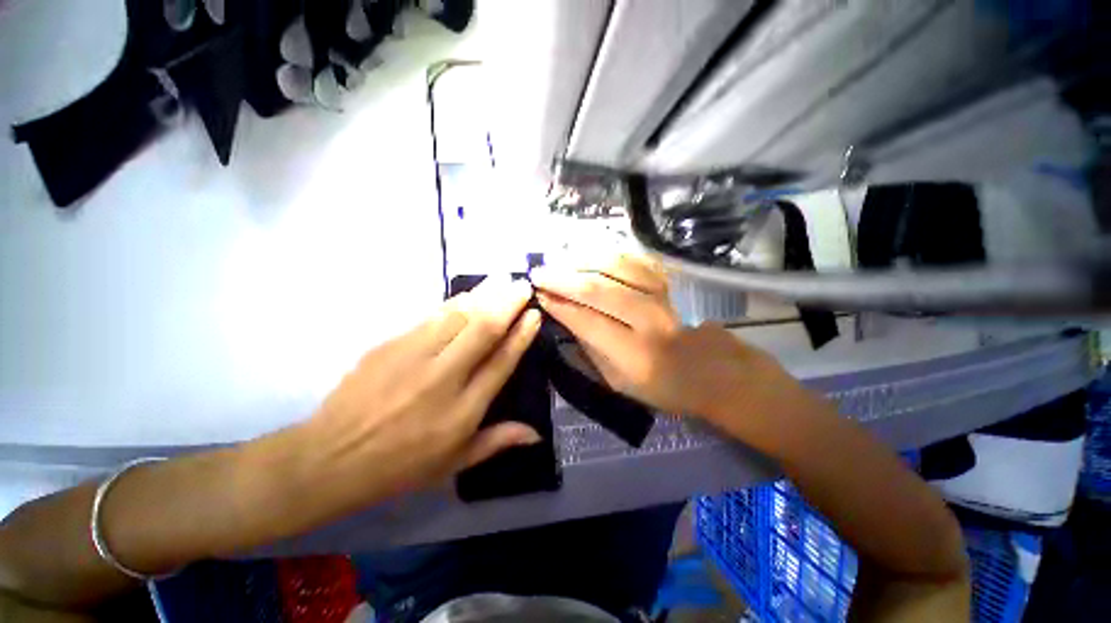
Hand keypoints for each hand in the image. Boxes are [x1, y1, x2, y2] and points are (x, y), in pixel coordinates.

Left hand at [300, 277, 542, 515]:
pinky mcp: (390, 345)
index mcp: (463, 410)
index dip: (521, 335)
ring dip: (483, 295)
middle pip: (483, 330)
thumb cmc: (400, 467)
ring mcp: (414, 357)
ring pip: (457, 316)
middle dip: (507, 304)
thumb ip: (497, 441)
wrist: (330, 459)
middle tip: (523, 285)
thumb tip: (536, 433)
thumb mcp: (454, 463)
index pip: (501, 362)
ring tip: (502, 279)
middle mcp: (443, 378)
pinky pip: (430, 317)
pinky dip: (454, 302)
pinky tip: (468, 293)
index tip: (534, 315)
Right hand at [532, 255, 787, 422]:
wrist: (711, 370)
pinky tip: (589, 254)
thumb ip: (590, 350)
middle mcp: (648, 320)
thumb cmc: (662, 386)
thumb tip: (565, 318)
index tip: (538, 296)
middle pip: (598, 289)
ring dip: (582, 260)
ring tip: (559, 260)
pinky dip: (607, 254)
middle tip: (538, 273)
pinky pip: (633, 260)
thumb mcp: (619, 383)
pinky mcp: (667, 283)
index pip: (587, 321)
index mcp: (634, 354)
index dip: (559, 306)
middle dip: (563, 278)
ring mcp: (661, 296)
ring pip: (616, 266)